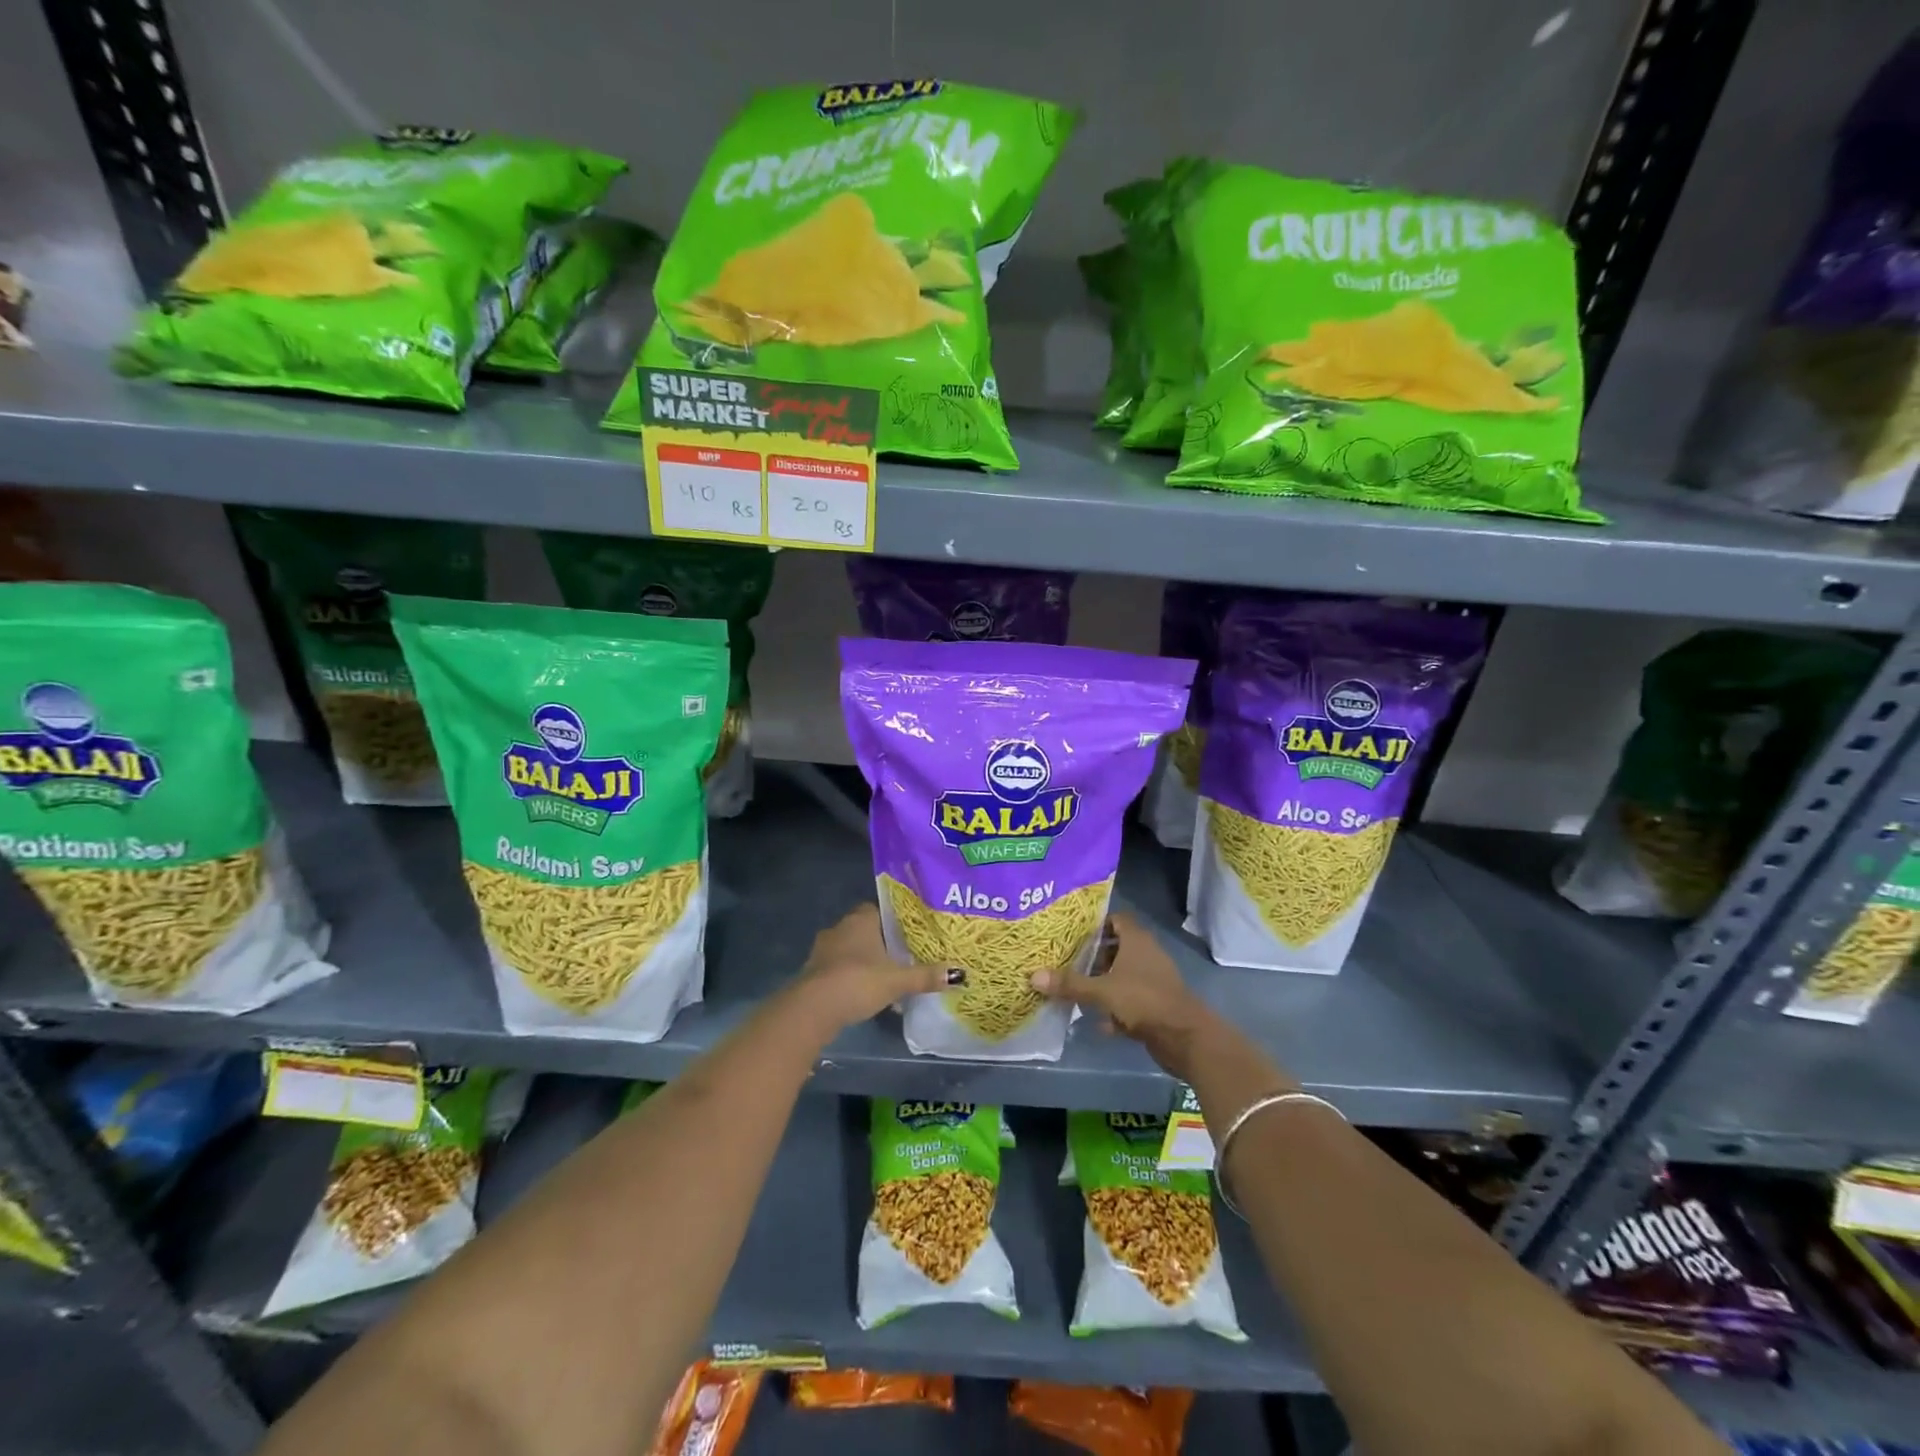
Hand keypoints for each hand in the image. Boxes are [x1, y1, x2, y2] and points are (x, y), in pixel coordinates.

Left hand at [786, 903, 952, 1038]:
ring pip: (849, 949)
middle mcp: (839, 928)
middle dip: (880, 942)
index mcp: (860, 919)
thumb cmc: (858, 982)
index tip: (908, 934)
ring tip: (884, 977)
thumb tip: (959, 974)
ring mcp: (822, 950)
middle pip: (864, 929)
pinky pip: (837, 967)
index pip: (878, 909)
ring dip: (863, 960)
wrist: (813, 1008)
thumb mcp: (897, 980)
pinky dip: (849, 976)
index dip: (893, 920)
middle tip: (901, 957)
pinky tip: (862, 992)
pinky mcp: (813, 971)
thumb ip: (926, 976)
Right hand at [1031, 912, 1215, 1076]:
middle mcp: (1147, 955)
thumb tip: (1033, 975)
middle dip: (1095, 956)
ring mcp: (1154, 981)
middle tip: (1068, 962)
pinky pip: (1130, 1000)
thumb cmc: (1143, 1000)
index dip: (1096, 924)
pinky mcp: (1157, 1005)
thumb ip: (1069, 984)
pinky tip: (1099, 1022)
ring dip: (1104, 983)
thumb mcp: (1101, 991)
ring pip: (1123, 975)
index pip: (1116, 919)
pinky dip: (1116, 1008)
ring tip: (1077, 990)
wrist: (1184, 1038)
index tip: (1073, 933)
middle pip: (1118, 948)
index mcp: (1137, 941)